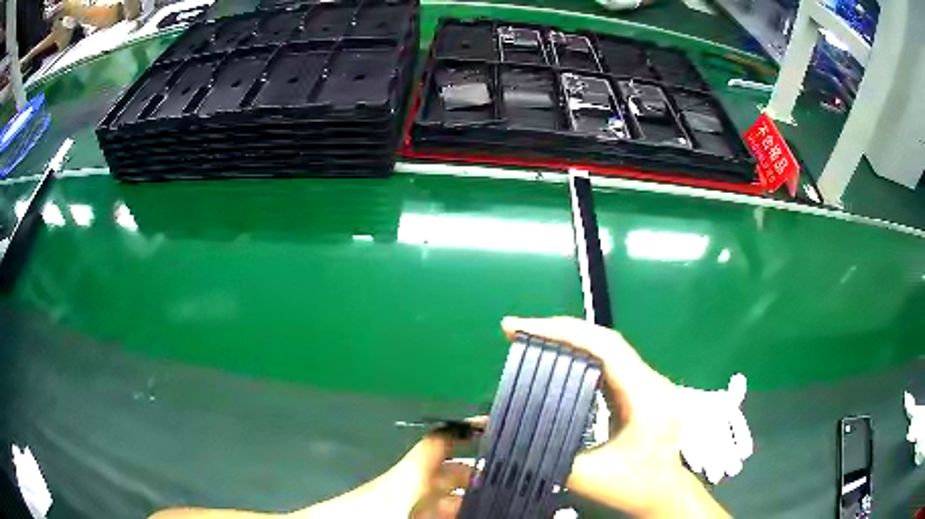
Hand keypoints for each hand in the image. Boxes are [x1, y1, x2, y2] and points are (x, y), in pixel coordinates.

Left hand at [150, 428, 478, 518]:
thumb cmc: (357, 516)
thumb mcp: (400, 500)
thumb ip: (428, 479)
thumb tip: (460, 499)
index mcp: (409, 477)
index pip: (442, 441)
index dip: (467, 429)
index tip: (497, 427)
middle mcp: (407, 483)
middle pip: (450, 470)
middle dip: (481, 472)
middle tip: (511, 479)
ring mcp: (401, 499)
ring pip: (442, 493)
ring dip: (468, 495)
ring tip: (497, 500)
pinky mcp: (393, 510)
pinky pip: (430, 508)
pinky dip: (450, 510)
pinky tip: (465, 515)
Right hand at [501, 316, 728, 518]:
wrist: (665, 495)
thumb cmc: (635, 487)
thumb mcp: (589, 477)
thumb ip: (545, 455)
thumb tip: (497, 433)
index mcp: (646, 395)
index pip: (604, 346)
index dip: (561, 331)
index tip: (518, 327)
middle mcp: (650, 380)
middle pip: (605, 340)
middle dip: (559, 330)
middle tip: (517, 331)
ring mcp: (647, 384)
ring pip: (607, 348)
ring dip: (569, 339)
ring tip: (531, 339)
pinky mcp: (640, 391)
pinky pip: (608, 363)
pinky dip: (579, 355)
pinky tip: (558, 359)